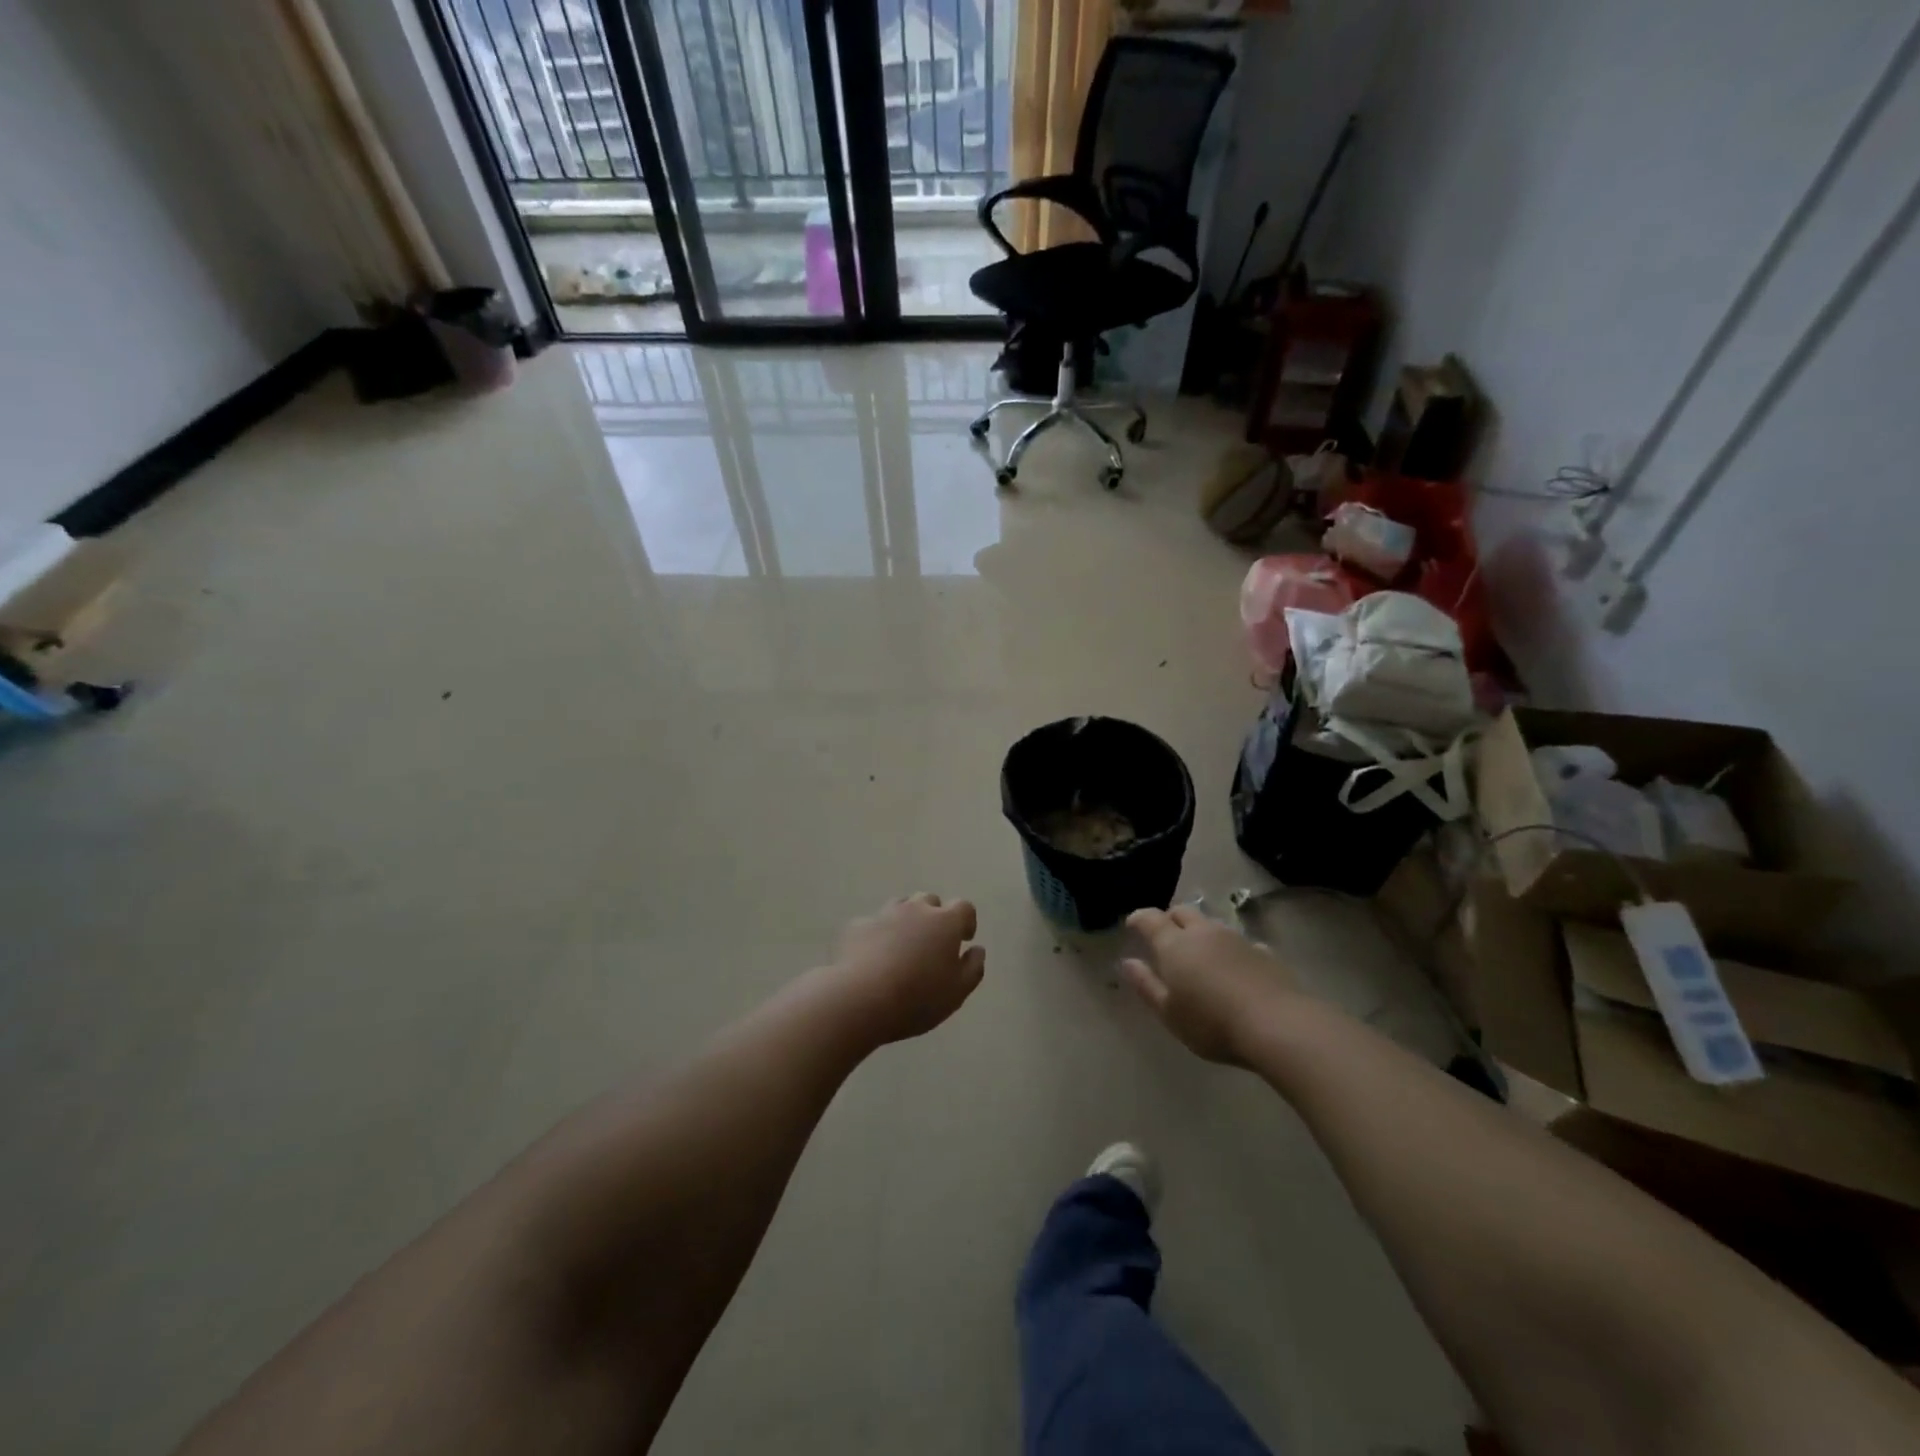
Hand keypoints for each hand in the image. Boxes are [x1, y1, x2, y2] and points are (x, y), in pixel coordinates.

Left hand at [829, 894, 984, 1046]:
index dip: (966, 921)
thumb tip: (977, 949)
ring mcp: (883, 914)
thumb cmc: (918, 997)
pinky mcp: (857, 926)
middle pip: (930, 901)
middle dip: (934, 917)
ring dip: (906, 921)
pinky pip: (873, 924)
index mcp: (945, 922)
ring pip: (900, 907)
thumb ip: (973, 967)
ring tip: (903, 948)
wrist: (860, 999)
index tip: (964, 939)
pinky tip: (873, 957)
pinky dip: (878, 935)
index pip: (964, 907)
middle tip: (932, 944)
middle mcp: (916, 909)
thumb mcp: (957, 992)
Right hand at [1121, 906, 1292, 1065]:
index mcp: (1175, 945)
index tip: (1132, 923)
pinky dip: (1229, 948)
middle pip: (1183, 912)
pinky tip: (1233, 965)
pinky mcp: (1263, 952)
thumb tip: (1127, 962)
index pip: (1151, 919)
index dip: (1139, 918)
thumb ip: (1146, 985)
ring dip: (1200, 931)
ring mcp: (1236, 939)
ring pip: (1211, 924)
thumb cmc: (1212, 1023)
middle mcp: (1204, 933)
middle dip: (1170, 918)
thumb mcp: (1169, 1013)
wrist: (1278, 1025)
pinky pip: (1239, 942)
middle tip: (1164, 934)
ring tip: (1198, 951)